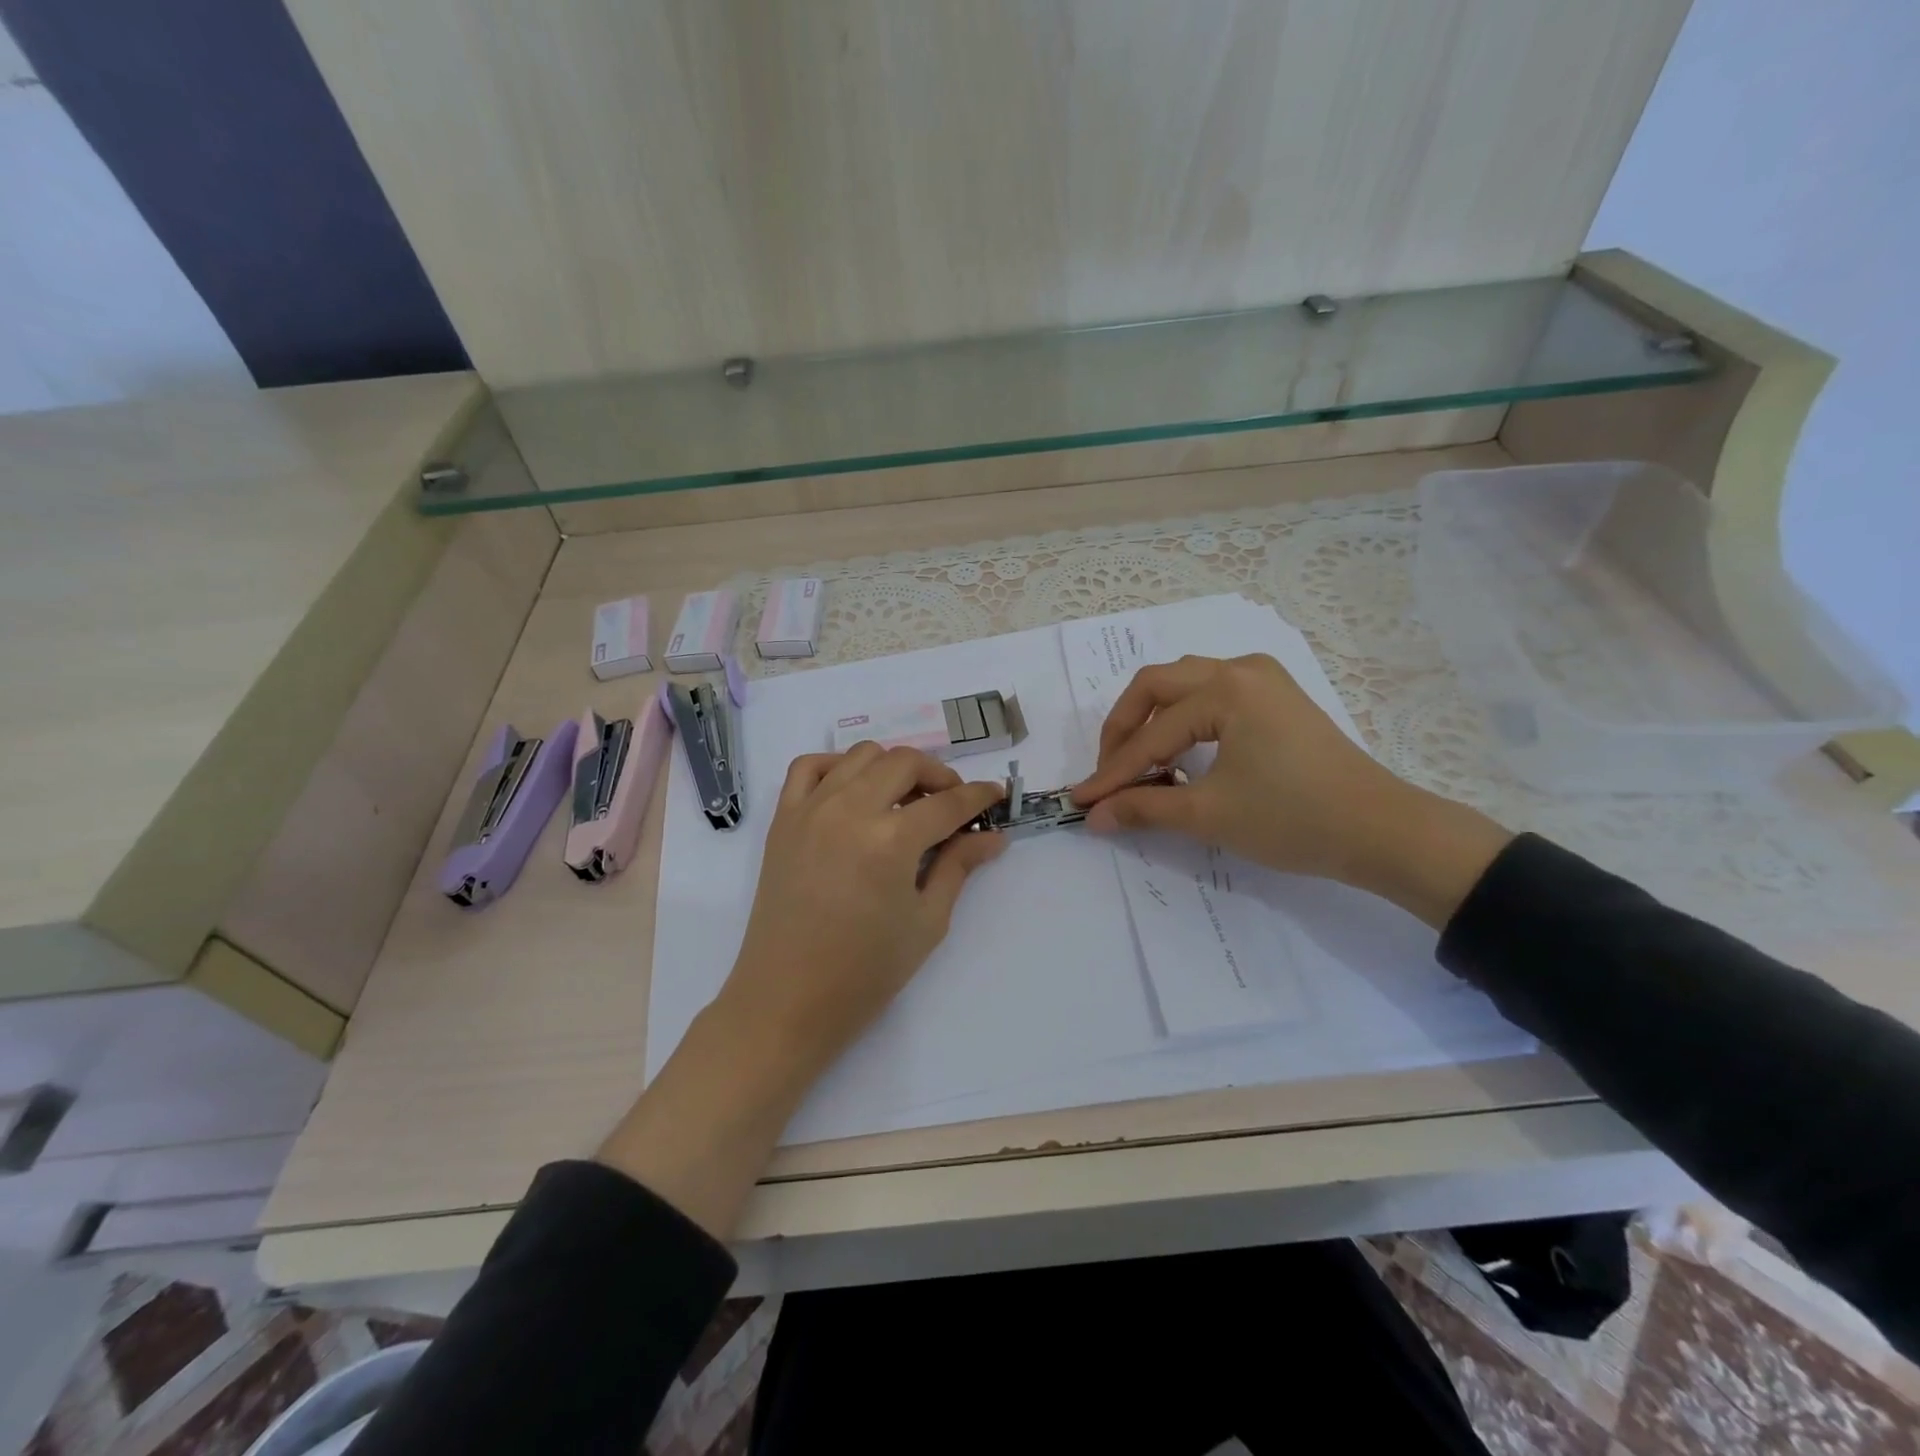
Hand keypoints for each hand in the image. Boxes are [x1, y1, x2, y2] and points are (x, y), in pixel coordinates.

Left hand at [721, 744, 1006, 1077]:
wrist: (787, 1000)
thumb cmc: (865, 973)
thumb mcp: (926, 922)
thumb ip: (958, 867)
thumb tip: (991, 836)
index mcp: (891, 841)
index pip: (948, 802)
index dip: (980, 796)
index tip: (996, 794)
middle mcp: (850, 810)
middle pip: (906, 763)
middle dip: (940, 775)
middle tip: (952, 804)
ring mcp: (811, 810)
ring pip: (862, 755)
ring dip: (893, 767)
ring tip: (905, 800)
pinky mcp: (783, 820)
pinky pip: (808, 767)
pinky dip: (837, 765)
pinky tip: (853, 790)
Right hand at [1073, 654, 1510, 926]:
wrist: (1382, 831)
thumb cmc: (1294, 819)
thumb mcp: (1209, 815)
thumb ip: (1144, 808)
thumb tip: (1094, 816)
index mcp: (1225, 690)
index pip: (1151, 734)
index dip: (1113, 772)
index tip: (1082, 801)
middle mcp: (1240, 669)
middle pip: (1157, 686)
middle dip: (1124, 730)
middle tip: (1108, 774)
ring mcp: (1262, 678)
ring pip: (1183, 684)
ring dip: (1151, 719)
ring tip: (1139, 762)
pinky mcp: (1276, 696)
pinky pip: (1211, 693)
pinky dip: (1183, 718)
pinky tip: (1179, 750)